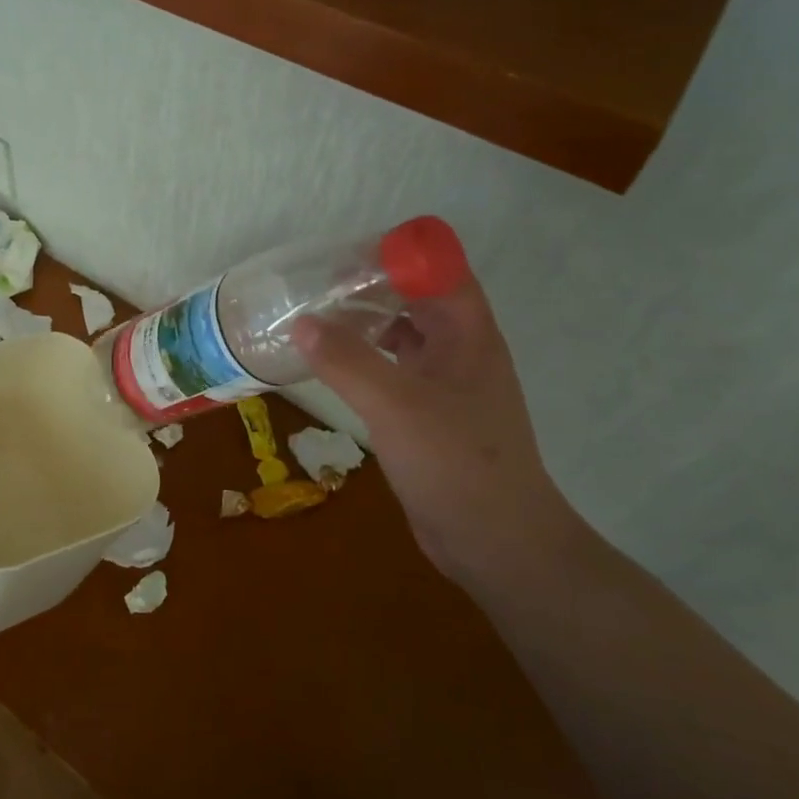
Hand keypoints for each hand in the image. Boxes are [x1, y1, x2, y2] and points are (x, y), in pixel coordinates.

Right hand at [291, 283, 584, 582]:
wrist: (497, 543)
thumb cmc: (456, 463)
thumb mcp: (395, 405)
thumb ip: (346, 360)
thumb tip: (302, 322)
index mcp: (469, 335)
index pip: (440, 271)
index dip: (400, 255)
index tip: (348, 255)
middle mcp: (461, 352)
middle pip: (418, 299)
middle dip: (373, 286)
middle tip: (318, 284)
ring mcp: (447, 385)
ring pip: (405, 335)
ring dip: (367, 323)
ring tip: (317, 318)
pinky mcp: (429, 416)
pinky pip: (395, 370)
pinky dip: (366, 360)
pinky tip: (333, 366)